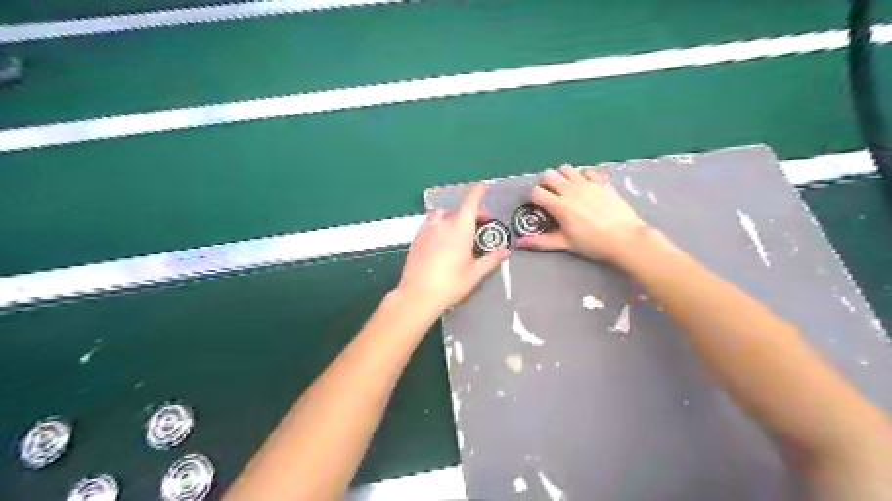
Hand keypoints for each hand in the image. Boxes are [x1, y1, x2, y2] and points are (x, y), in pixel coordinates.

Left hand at [397, 181, 507, 315]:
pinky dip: (440, 225)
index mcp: (460, 229)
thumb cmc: (451, 284)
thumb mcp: (475, 274)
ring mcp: (426, 231)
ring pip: (441, 215)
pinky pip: (430, 225)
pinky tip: (443, 241)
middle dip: (470, 212)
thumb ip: (491, 260)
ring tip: (460, 230)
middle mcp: (442, 225)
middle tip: (481, 222)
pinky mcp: (416, 240)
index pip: (470, 203)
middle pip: (457, 210)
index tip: (484, 185)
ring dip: (453, 216)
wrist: (417, 296)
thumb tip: (505, 251)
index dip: (478, 192)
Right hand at [516, 164, 647, 266]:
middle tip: (549, 196)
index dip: (532, 197)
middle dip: (544, 184)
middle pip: (548, 175)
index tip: (535, 206)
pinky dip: (581, 176)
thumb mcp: (566, 244)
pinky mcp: (601, 182)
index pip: (536, 192)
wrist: (625, 238)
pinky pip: (586, 171)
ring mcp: (587, 183)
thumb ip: (541, 241)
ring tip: (565, 189)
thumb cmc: (593, 243)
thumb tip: (519, 243)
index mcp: (559, 205)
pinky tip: (584, 186)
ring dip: (561, 177)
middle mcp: (570, 190)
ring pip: (566, 169)